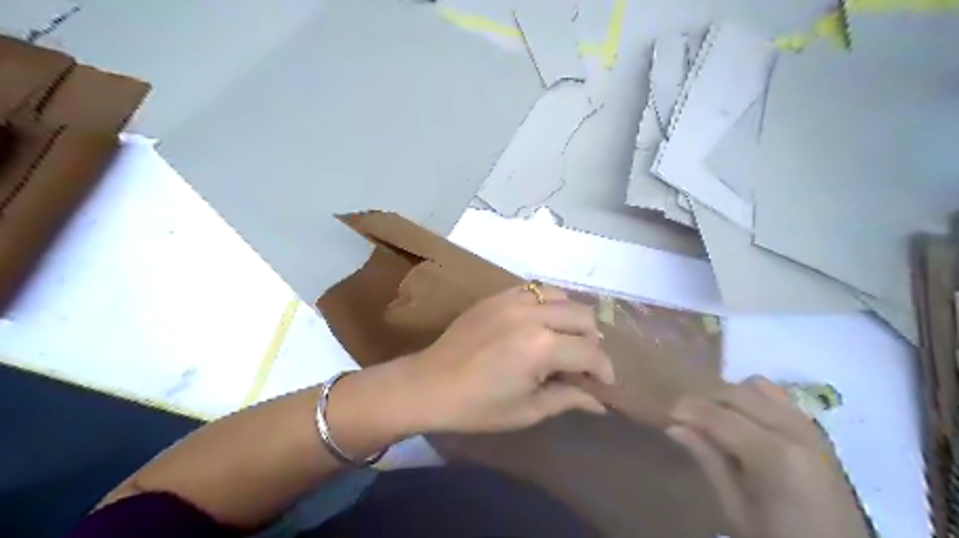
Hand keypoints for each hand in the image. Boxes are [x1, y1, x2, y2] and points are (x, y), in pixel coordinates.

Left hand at [403, 285, 614, 435]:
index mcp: (541, 348)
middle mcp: (532, 315)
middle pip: (583, 316)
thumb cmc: (478, 406)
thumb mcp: (527, 410)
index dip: (604, 370)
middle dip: (593, 341)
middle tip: (584, 362)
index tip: (604, 383)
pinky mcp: (497, 295)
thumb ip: (568, 399)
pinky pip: (534, 289)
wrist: (429, 384)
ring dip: (572, 317)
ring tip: (564, 338)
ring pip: (562, 296)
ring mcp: (513, 300)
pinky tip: (540, 321)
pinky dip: (547, 303)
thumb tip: (600, 402)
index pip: (591, 352)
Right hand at [669, 376, 870, 537]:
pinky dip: (754, 399)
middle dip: (706, 398)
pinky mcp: (817, 432)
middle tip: (683, 413)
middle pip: (738, 394)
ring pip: (759, 389)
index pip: (719, 416)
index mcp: (774, 455)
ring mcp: (811, 428)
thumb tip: (674, 426)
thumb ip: (709, 461)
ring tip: (712, 415)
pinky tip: (743, 418)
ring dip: (730, 396)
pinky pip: (779, 398)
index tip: (666, 411)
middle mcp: (795, 431)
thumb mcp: (736, 509)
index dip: (689, 409)